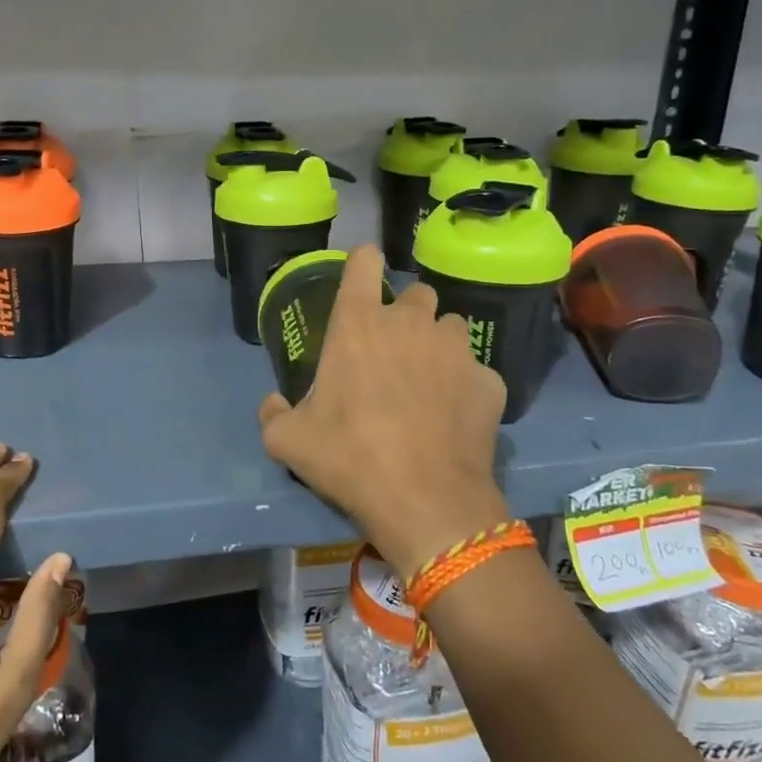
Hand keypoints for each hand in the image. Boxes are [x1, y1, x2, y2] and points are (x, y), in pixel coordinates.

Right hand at [257, 244, 510, 578]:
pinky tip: (455, 417)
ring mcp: (456, 349)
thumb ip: (273, 414)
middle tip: (394, 352)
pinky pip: (476, 371)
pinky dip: (465, 386)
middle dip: (406, 314)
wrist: (425, 500)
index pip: (364, 262)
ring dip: (438, 345)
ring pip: (450, 327)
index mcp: (359, 324)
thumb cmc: (350, 458)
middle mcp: (411, 323)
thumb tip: (273, 404)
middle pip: (416, 293)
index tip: (362, 280)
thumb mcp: (288, 441)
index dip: (363, 264)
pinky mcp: (489, 380)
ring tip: (429, 382)